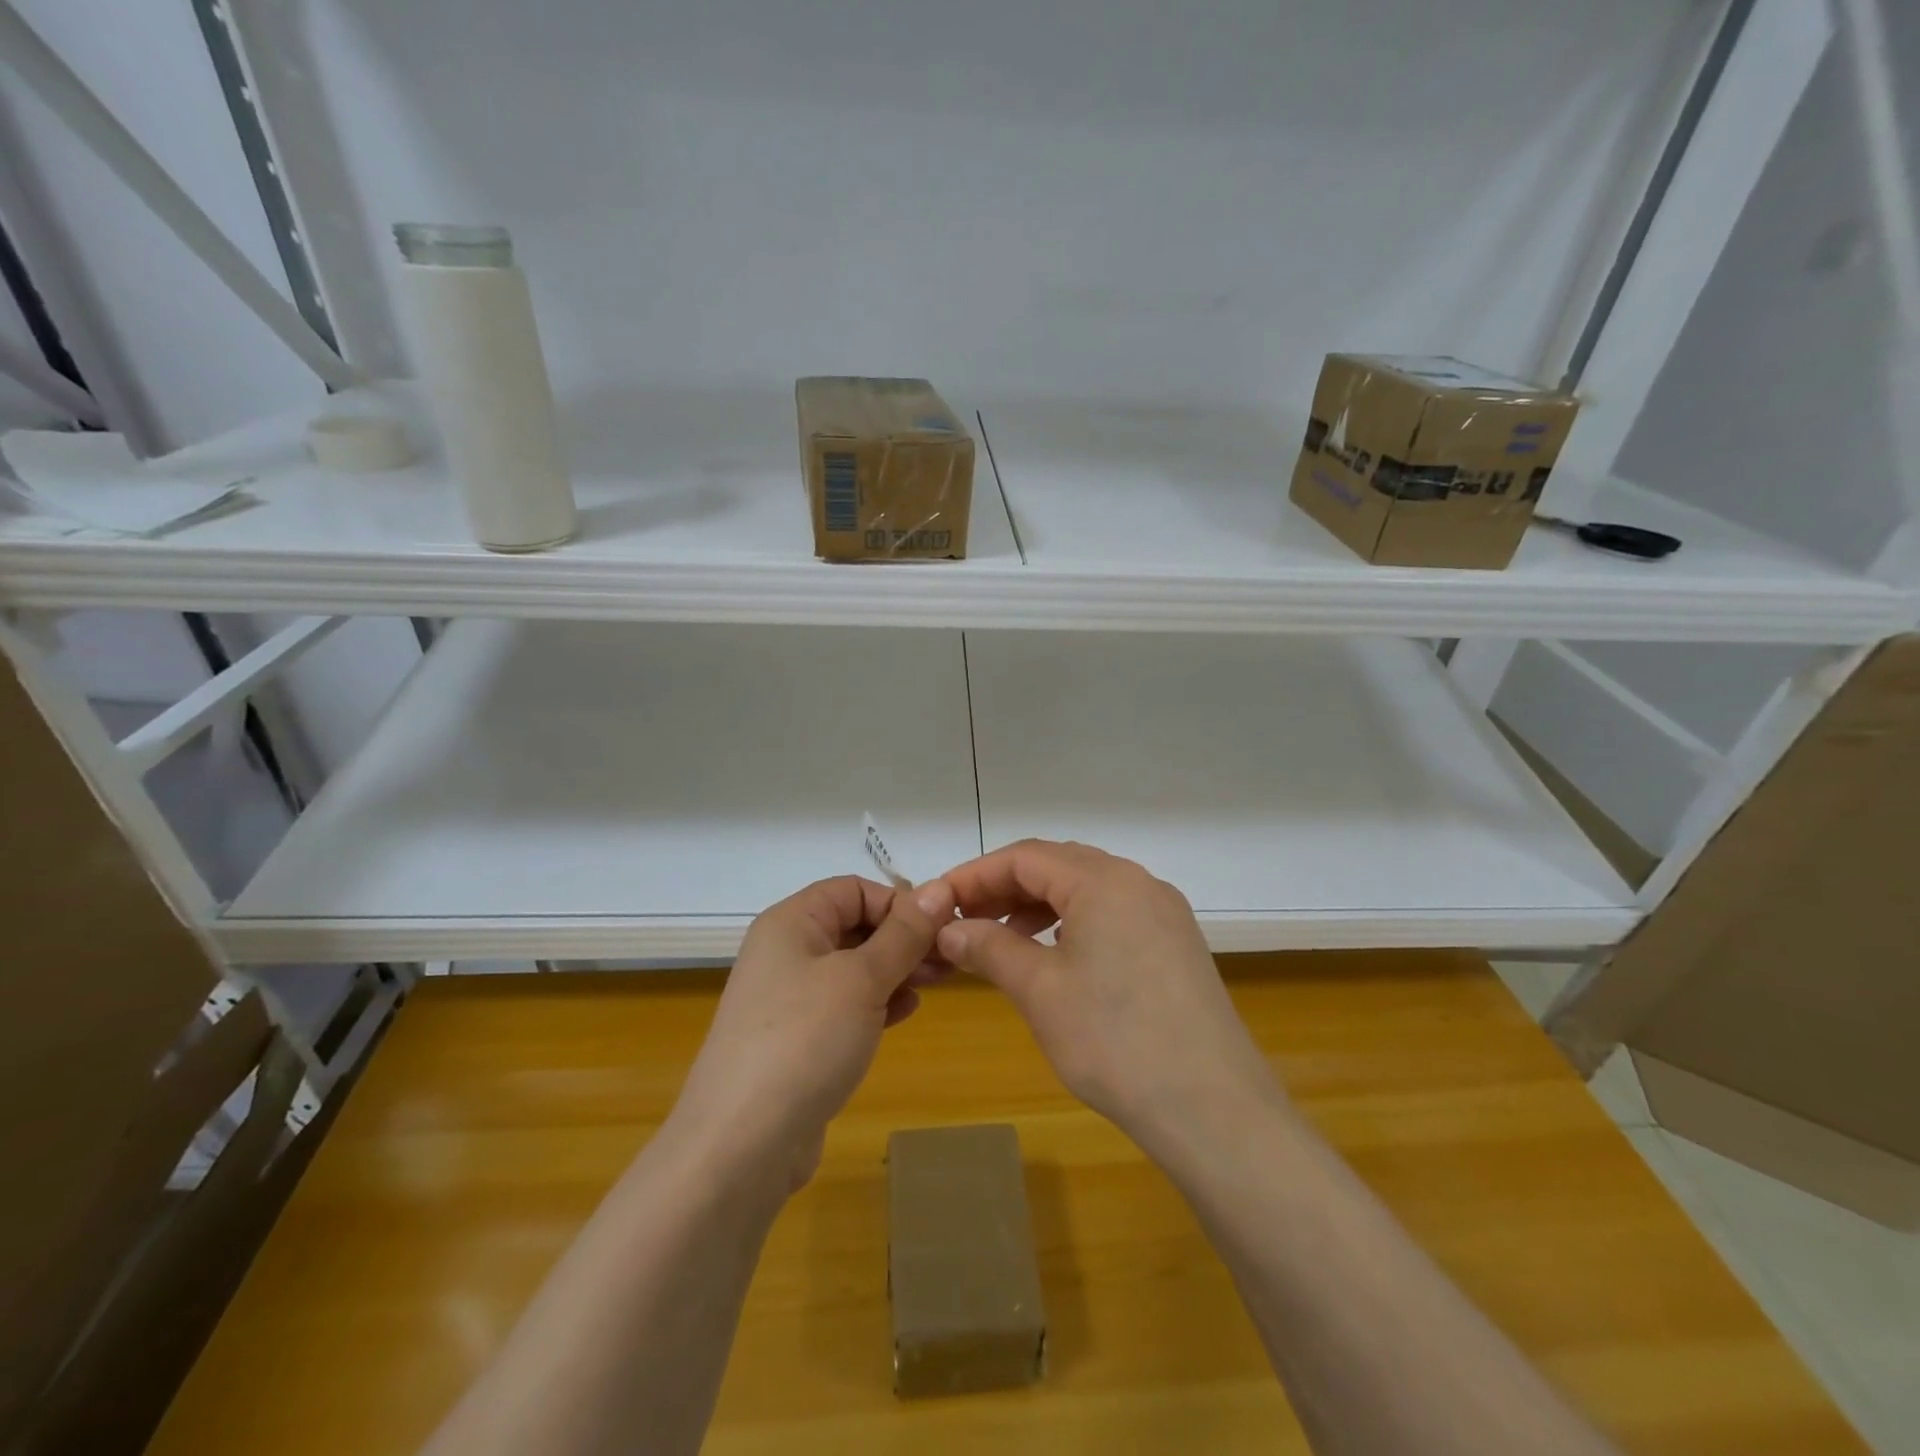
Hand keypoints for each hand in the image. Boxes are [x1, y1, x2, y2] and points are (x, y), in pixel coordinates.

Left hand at [671, 875, 953, 1191]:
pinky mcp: (797, 1039)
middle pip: (855, 925)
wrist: (742, 1145)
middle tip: (950, 959)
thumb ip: (904, 933)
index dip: (898, 902)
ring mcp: (789, 998)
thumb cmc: (805, 1040)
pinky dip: (877, 1001)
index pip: (853, 889)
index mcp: (792, 922)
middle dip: (904, 938)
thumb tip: (940, 888)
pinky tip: (906, 1011)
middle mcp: (786, 952)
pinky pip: (845, 1005)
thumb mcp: (862, 978)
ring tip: (938, 983)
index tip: (941, 929)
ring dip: (896, 969)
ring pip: (854, 967)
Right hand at [935, 841, 1281, 1148]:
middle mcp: (1138, 882)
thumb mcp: (1040, 991)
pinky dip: (1073, 924)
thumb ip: (989, 948)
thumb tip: (948, 929)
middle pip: (1057, 865)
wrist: (1214, 1110)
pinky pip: (1113, 914)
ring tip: (1002, 940)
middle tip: (964, 920)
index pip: (1025, 857)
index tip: (937, 902)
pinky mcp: (1176, 944)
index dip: (975, 875)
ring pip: (1087, 890)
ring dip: (1038, 906)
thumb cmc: (1115, 1042)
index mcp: (1104, 880)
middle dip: (1005, 887)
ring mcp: (1163, 912)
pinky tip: (1054, 957)